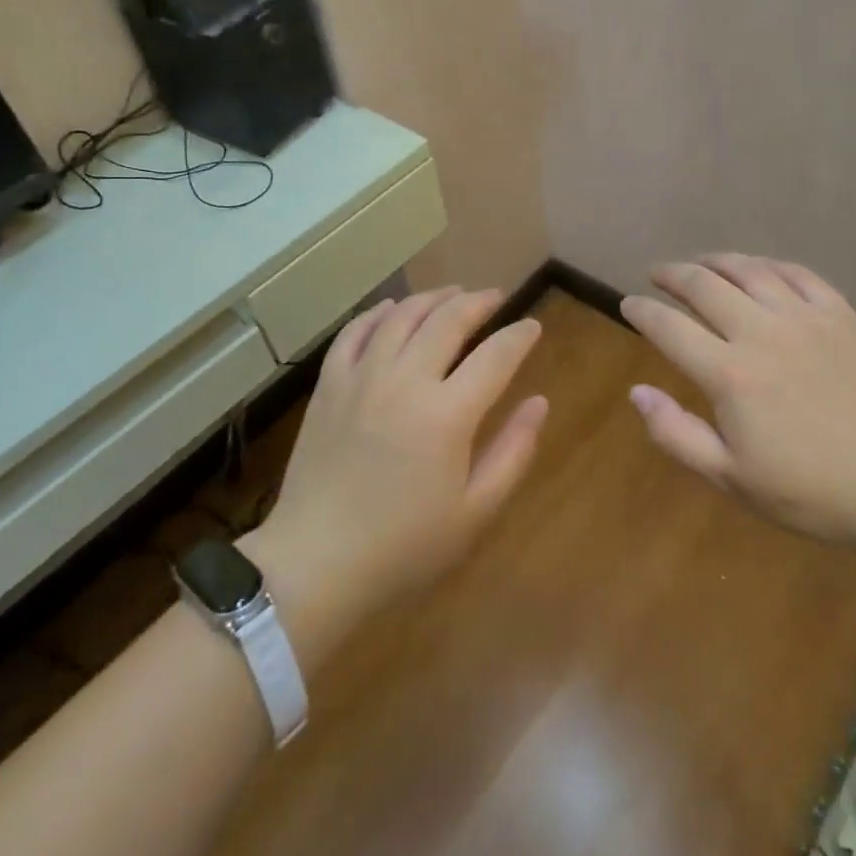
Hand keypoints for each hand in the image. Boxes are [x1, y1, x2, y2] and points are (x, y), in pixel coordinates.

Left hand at [248, 288, 548, 648]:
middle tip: (495, 298)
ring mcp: (362, 377)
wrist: (315, 562)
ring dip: (433, 298)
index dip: (519, 336)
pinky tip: (392, 309)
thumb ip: (513, 451)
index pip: (495, 356)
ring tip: (452, 293)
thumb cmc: (404, 545)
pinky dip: (379, 313)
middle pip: (448, 320)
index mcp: (447, 414)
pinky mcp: (329, 384)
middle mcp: (406, 380)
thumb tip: (539, 402)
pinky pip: (356, 331)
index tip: (532, 326)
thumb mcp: (474, 511)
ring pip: (403, 315)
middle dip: (478, 302)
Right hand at [620, 254, 855, 556]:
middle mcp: (761, 332)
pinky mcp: (841, 313)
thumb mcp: (733, 479)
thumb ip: (677, 434)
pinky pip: (795, 273)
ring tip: (699, 264)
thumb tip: (636, 392)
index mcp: (730, 374)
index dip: (642, 311)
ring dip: (714, 261)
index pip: (669, 327)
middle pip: (703, 285)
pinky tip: (757, 268)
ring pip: (747, 269)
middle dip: (672, 274)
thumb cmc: (814, 492)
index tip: (628, 304)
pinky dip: (766, 264)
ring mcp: (804, 317)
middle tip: (657, 275)